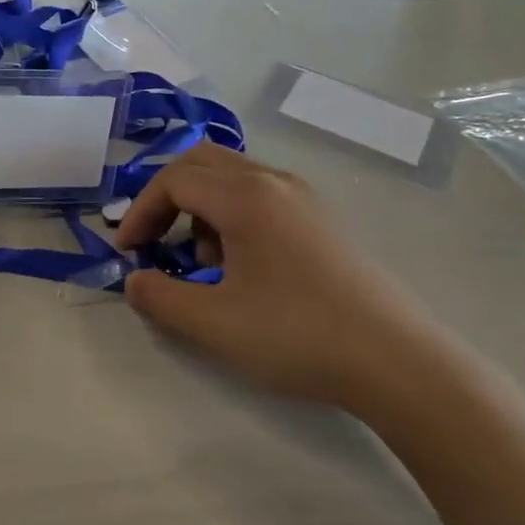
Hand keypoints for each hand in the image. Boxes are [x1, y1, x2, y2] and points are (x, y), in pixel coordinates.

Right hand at [117, 144, 468, 419]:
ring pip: (234, 179)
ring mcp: (306, 198)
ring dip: (201, 210)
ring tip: (203, 265)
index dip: (140, 212)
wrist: (397, 361)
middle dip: (167, 199)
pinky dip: (233, 218)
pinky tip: (245, 270)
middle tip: (154, 243)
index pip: (174, 180)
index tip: (127, 255)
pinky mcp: (324, 221)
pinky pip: (262, 198)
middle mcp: (276, 182)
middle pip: (202, 163)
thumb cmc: (297, 335)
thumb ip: (159, 297)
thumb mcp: (212, 323)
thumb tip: (135, 280)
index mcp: (246, 196)